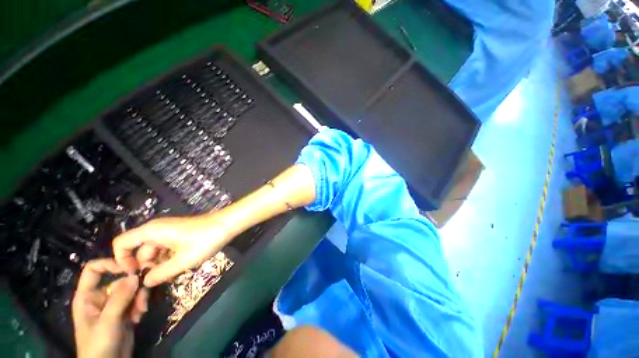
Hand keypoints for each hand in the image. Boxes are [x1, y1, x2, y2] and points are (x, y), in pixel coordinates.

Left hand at [72, 259, 148, 357]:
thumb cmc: (99, 343)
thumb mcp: (108, 321)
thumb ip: (120, 297)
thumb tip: (136, 275)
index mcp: (88, 296)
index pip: (94, 270)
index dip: (110, 264)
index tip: (131, 267)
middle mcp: (100, 297)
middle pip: (119, 281)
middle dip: (134, 288)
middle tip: (143, 297)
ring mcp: (113, 306)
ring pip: (131, 291)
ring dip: (139, 298)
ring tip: (142, 310)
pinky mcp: (125, 313)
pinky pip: (136, 301)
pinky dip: (141, 306)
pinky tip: (140, 316)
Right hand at [112, 214, 230, 286]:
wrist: (227, 225)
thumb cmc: (204, 241)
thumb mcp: (181, 261)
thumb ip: (159, 273)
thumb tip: (144, 282)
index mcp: (151, 232)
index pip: (122, 243)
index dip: (122, 260)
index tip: (133, 275)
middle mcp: (156, 230)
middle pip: (139, 251)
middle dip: (145, 267)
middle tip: (157, 283)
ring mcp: (169, 232)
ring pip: (155, 252)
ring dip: (159, 265)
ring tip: (171, 276)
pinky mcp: (179, 235)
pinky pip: (166, 249)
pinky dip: (169, 259)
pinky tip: (179, 267)